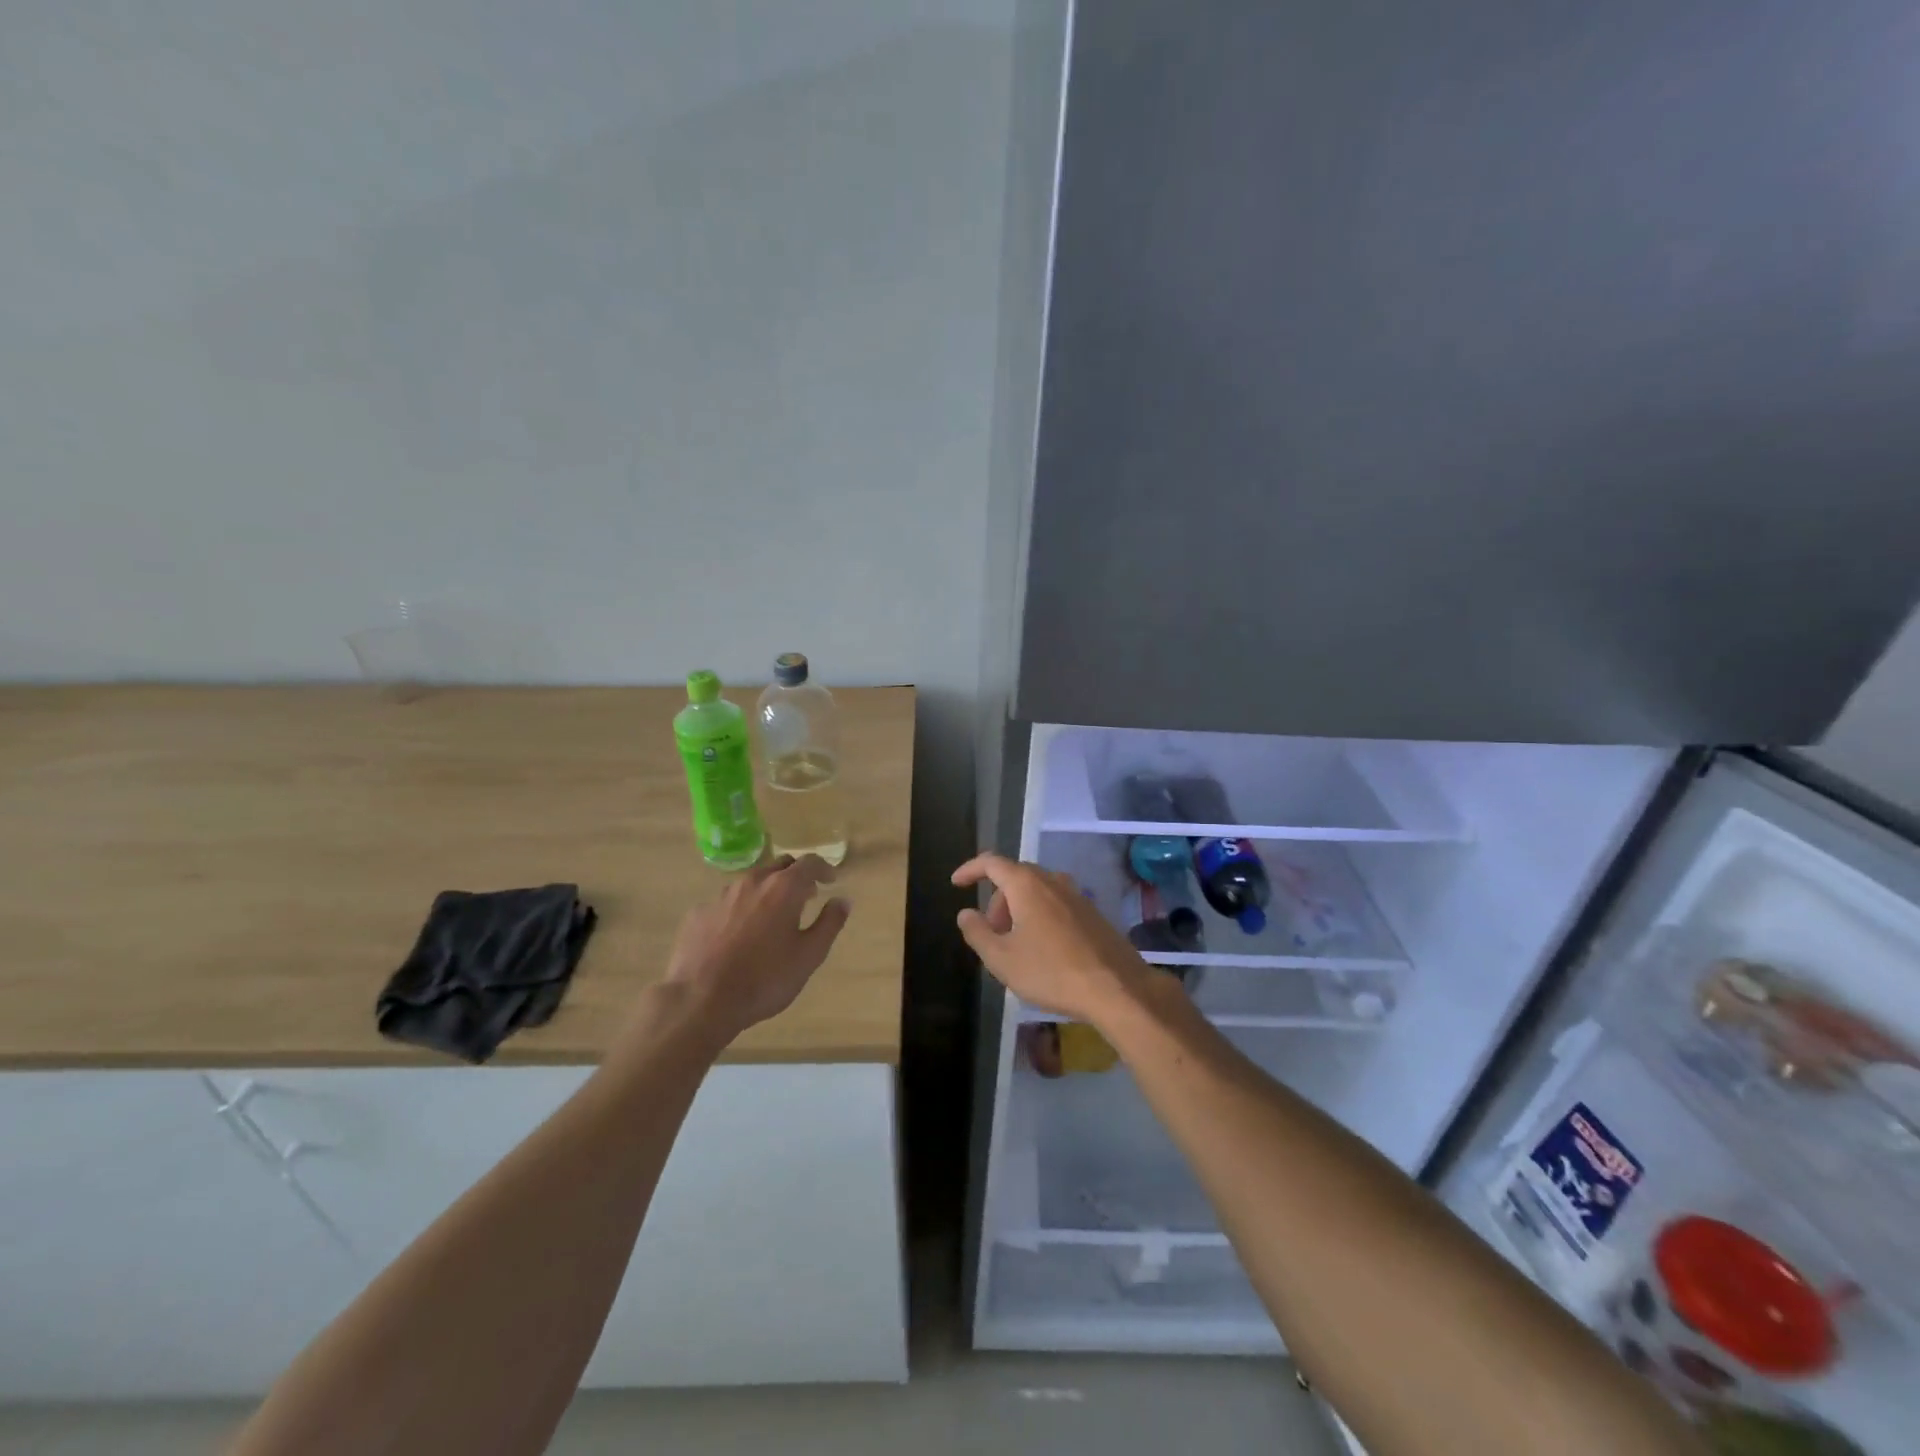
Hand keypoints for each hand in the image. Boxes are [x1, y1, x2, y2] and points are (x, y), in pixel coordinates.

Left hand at [658, 855, 850, 1045]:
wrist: (700, 1000)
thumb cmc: (764, 978)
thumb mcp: (809, 956)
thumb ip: (829, 923)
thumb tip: (842, 900)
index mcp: (783, 888)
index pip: (809, 862)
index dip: (823, 868)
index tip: (830, 880)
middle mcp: (752, 882)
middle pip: (779, 865)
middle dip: (795, 876)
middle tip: (805, 896)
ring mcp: (721, 896)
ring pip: (751, 882)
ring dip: (767, 891)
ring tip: (771, 916)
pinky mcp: (699, 913)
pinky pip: (727, 903)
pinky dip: (740, 910)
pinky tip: (738, 935)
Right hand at [951, 853, 1155, 1026]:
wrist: (1116, 988)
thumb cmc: (1051, 972)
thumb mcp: (1002, 959)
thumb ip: (977, 933)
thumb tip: (965, 913)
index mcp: (1027, 885)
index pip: (991, 863)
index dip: (970, 869)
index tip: (956, 883)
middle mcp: (1052, 881)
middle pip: (1016, 876)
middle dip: (997, 899)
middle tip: (990, 931)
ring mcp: (1077, 895)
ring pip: (1038, 890)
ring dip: (1019, 908)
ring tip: (1014, 943)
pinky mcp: (1093, 913)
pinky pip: (1056, 904)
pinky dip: (1040, 915)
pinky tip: (1042, 949)